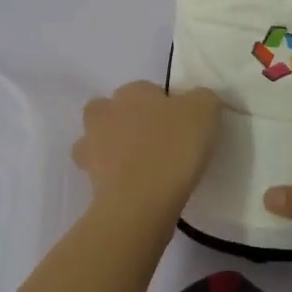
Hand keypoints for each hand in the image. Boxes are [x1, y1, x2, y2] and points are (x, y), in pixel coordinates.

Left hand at [73, 81, 220, 218]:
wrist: (140, 201)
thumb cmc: (173, 148)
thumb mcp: (204, 111)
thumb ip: (202, 99)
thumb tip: (196, 102)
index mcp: (132, 91)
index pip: (148, 90)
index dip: (165, 106)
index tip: (182, 126)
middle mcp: (105, 112)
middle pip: (114, 110)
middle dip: (130, 122)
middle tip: (157, 143)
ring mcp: (90, 146)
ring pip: (99, 140)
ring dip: (114, 148)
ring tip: (141, 167)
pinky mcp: (87, 178)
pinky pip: (101, 172)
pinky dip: (113, 177)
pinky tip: (134, 187)